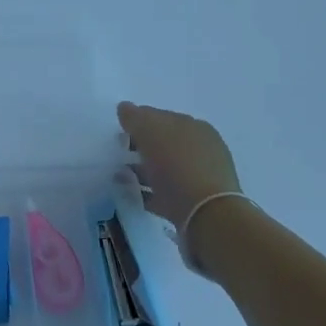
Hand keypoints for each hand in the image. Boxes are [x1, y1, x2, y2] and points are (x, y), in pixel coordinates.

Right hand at [117, 101, 246, 274]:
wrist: (207, 217)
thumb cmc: (178, 166)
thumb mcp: (151, 132)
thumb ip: (135, 117)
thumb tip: (125, 108)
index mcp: (194, 127)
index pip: (161, 117)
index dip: (138, 122)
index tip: (119, 132)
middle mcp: (201, 149)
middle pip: (164, 143)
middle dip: (141, 147)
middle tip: (118, 154)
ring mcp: (200, 177)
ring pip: (165, 169)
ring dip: (143, 170)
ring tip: (121, 177)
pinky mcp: (194, 204)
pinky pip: (166, 193)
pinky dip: (149, 192)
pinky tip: (134, 195)